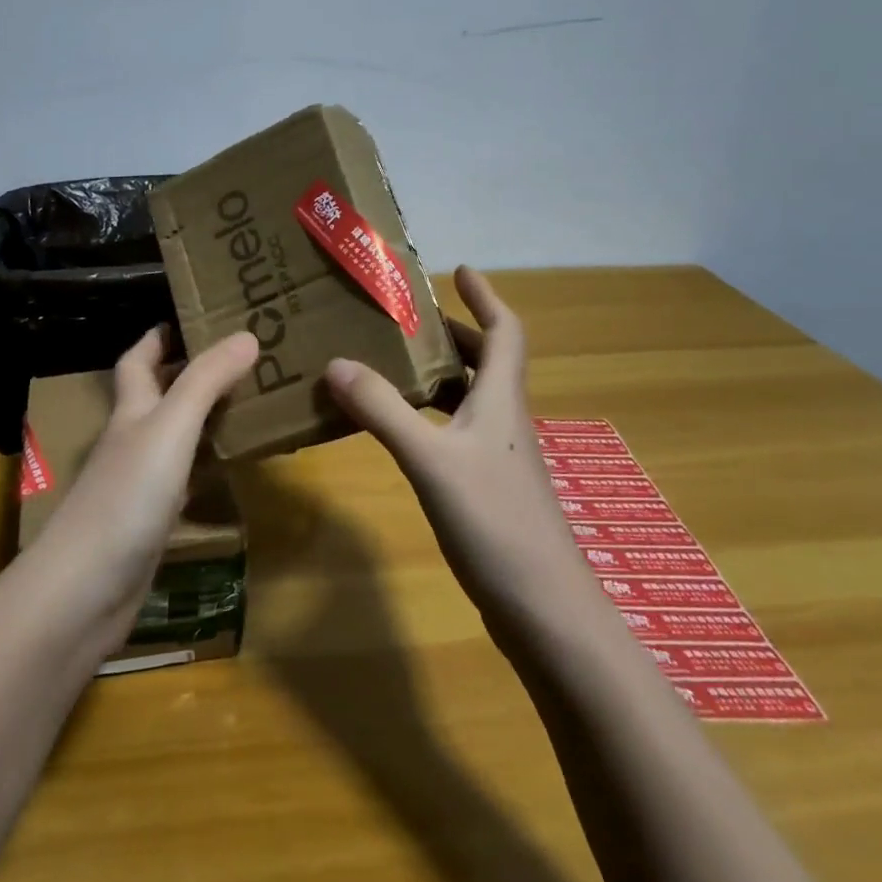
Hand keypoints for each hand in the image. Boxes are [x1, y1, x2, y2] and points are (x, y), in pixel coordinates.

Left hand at [27, 326, 257, 649]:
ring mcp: (138, 483)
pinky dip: (205, 466)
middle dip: (188, 373)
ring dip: (201, 418)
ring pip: (172, 437)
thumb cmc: (126, 496)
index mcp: (130, 411)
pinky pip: (183, 479)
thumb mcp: (170, 427)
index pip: (138, 360)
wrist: (85, 590)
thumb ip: (206, 381)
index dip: (159, 336)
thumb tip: (246, 334)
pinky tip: (229, 468)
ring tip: (246, 402)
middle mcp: (131, 440)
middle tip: (239, 358)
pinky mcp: (150, 522)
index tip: (193, 316)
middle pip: (156, 395)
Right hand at [323, 267, 597, 639]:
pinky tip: (400, 431)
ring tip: (393, 365)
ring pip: (471, 399)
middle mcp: (504, 421)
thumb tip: (336, 364)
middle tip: (407, 320)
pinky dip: (431, 417)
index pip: (505, 332)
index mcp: (501, 400)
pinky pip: (457, 433)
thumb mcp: (430, 460)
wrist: (546, 611)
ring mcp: (499, 458)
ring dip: (440, 375)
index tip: (459, 270)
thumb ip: (383, 410)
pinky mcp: (489, 490)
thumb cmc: (495, 522)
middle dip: (453, 334)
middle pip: (486, 362)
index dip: (486, 297)